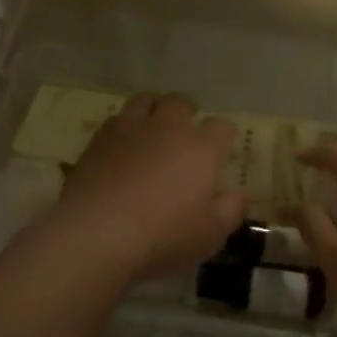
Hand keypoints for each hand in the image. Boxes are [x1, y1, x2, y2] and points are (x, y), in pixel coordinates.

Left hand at [52, 94, 245, 283]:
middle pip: (181, 102)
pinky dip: (125, 127)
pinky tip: (123, 147)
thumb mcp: (210, 234)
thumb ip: (231, 210)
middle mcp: (168, 127)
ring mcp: (130, 129)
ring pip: (146, 100)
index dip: (224, 137)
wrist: (95, 234)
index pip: (222, 126)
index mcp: (202, 148)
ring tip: (153, 130)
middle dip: (188, 113)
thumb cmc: (163, 236)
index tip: (221, 152)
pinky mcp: (98, 139)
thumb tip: (241, 195)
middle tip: (186, 134)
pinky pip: (117, 119)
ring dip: (154, 110)